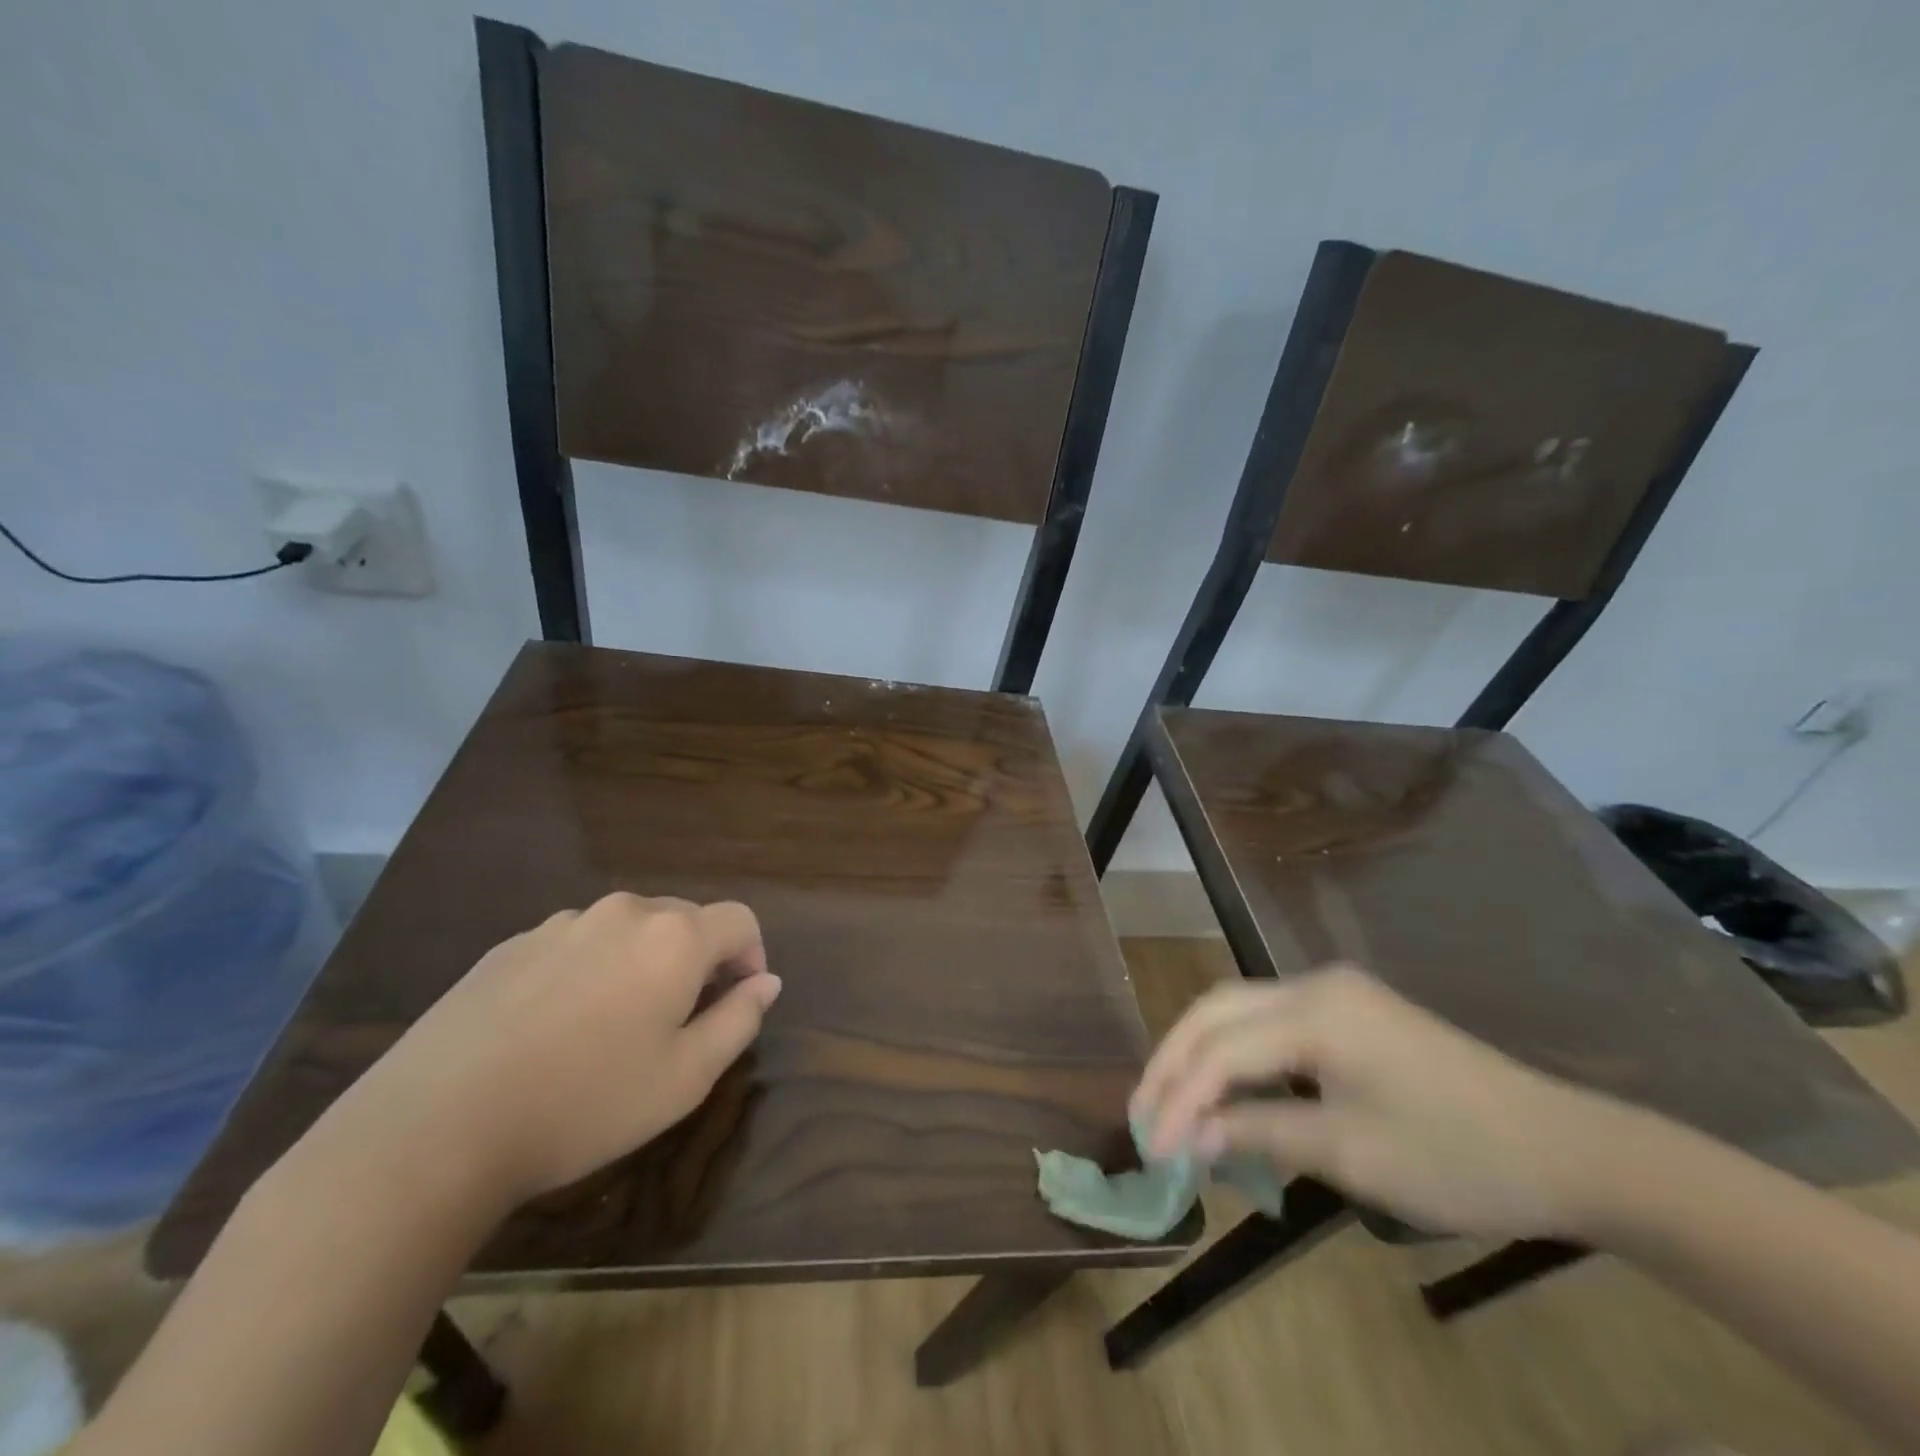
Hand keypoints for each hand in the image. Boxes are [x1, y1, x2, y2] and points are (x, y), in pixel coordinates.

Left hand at [325, 893, 780, 1207]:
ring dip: (642, 963)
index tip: (737, 1002)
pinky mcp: (511, 945)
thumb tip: (766, 983)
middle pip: (685, 920)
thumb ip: (739, 1020)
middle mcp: (624, 912)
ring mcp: (562, 923)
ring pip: (628, 930)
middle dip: (697, 961)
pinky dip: (589, 970)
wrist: (434, 1128)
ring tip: (614, 1028)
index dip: (752, 956)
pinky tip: (556, 1029)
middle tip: (678, 1023)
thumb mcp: (686, 1078)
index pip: (740, 920)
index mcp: (675, 936)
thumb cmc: (585, 1103)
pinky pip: (575, 944)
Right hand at [1130, 964, 1628, 1239]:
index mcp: (1315, 1012)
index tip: (1151, 1146)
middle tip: (1144, 1110)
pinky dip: (1238, 1054)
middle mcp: (1313, 985)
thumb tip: (1189, 1134)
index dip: (1179, 1096)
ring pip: (1238, 1010)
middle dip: (1173, 1059)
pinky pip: (1270, 1023)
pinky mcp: (1349, 1011)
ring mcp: (1333, 992)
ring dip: (1200, 1053)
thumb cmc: (1456, 1156)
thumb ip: (1259, 1132)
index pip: (1221, 1049)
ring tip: (1171, 1099)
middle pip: (1216, 1009)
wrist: (1566, 1149)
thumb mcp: (1350, 1153)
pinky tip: (1228, 1089)